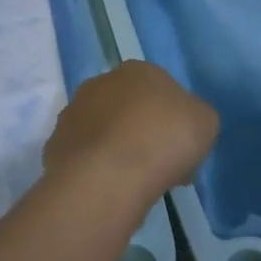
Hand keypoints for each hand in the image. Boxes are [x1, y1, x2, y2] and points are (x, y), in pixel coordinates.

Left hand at [44, 61, 218, 201]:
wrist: (110, 174)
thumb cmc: (165, 138)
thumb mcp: (205, 121)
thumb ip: (196, 115)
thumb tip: (184, 122)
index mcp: (138, 70)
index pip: (160, 90)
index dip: (174, 120)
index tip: (183, 149)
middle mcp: (100, 83)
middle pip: (129, 110)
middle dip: (144, 134)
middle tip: (161, 168)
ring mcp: (72, 114)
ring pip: (104, 133)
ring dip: (119, 151)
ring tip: (135, 185)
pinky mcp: (55, 145)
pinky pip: (85, 157)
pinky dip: (97, 170)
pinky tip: (110, 190)